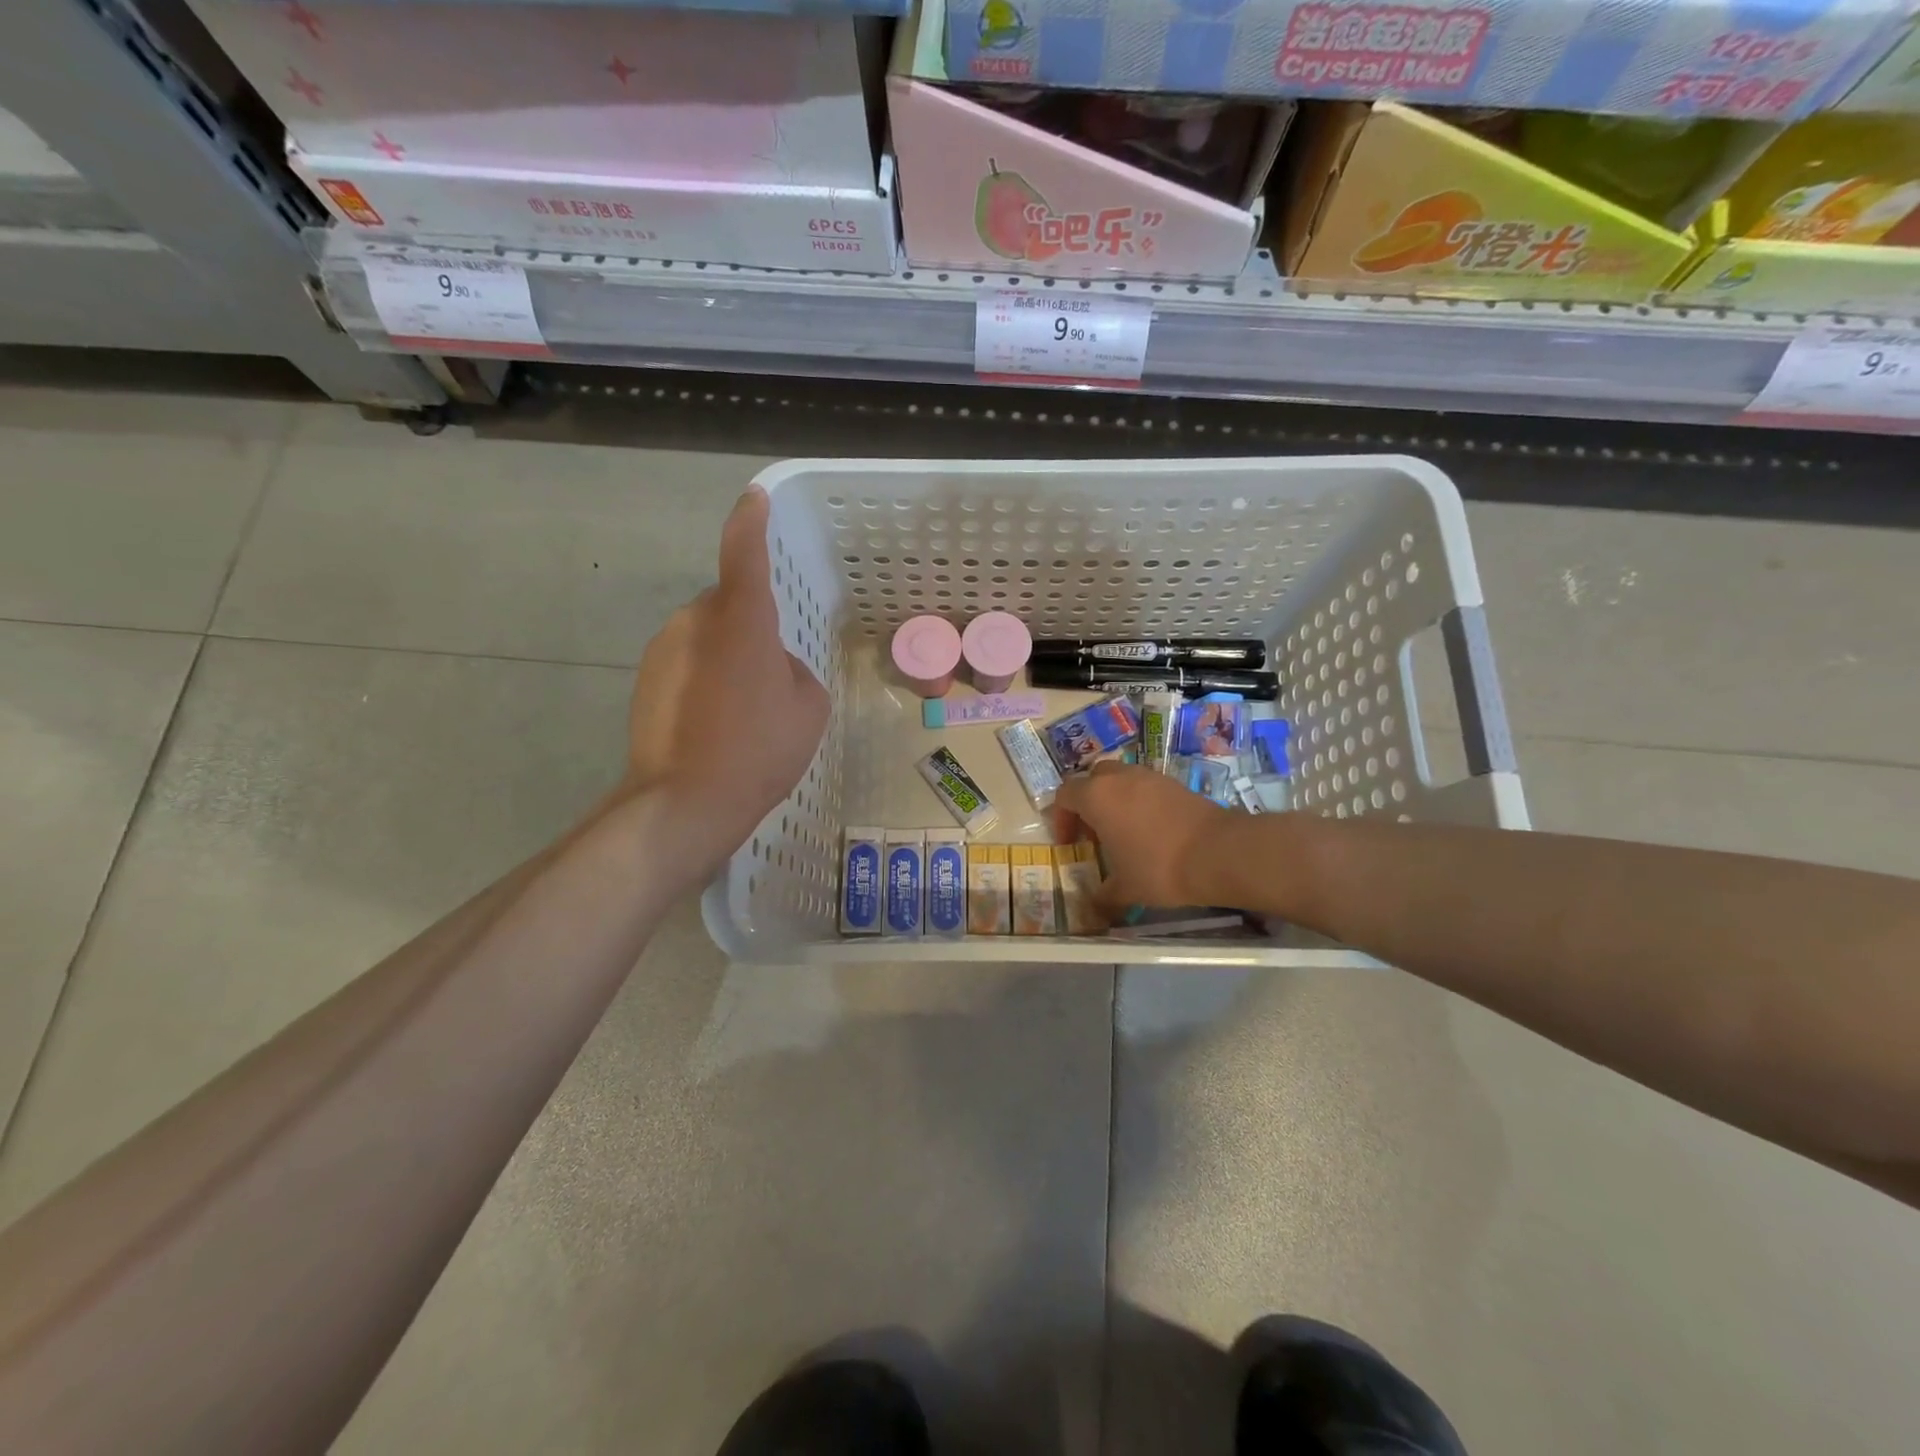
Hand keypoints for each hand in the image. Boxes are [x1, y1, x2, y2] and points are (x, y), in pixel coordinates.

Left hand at [624, 487, 829, 866]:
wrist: (686, 800)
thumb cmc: (760, 748)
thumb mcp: (808, 706)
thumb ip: (793, 669)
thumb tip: (771, 666)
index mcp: (741, 619)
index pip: (744, 552)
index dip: (751, 521)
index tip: (754, 498)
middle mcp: (695, 621)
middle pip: (727, 605)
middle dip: (748, 627)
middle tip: (770, 677)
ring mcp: (663, 650)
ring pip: (706, 637)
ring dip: (726, 657)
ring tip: (743, 711)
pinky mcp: (644, 680)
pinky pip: (686, 664)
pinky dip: (703, 681)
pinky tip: (715, 725)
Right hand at [1053, 761, 1233, 913]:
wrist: (1218, 853)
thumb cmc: (1158, 867)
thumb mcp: (1124, 889)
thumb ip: (1102, 895)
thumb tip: (1093, 907)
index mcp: (1096, 796)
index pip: (1064, 795)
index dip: (1061, 819)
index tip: (1069, 844)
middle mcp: (1119, 778)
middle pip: (1092, 779)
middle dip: (1087, 803)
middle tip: (1094, 833)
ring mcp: (1149, 776)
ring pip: (1121, 779)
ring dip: (1115, 800)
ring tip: (1123, 832)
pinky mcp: (1174, 782)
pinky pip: (1145, 786)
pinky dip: (1140, 802)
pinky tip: (1151, 831)